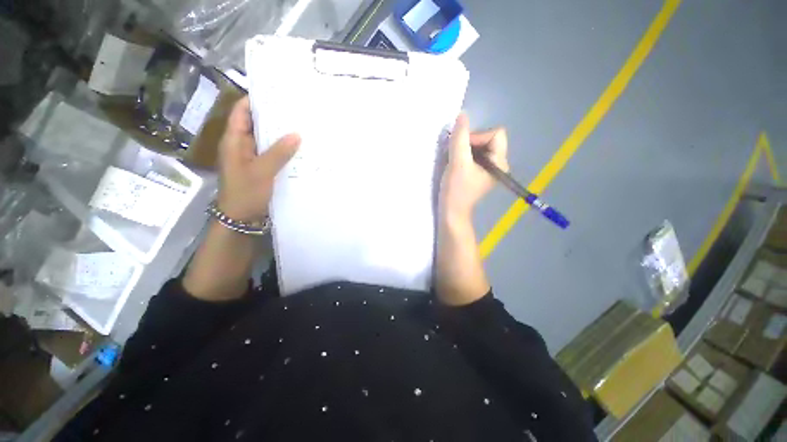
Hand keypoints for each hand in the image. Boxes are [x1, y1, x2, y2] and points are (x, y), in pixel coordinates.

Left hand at [217, 97, 300, 220]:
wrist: (242, 219)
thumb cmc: (246, 193)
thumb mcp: (262, 171)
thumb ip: (278, 153)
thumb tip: (296, 134)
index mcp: (235, 141)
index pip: (242, 112)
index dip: (255, 100)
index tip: (275, 93)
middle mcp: (243, 146)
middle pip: (257, 125)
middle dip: (274, 118)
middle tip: (296, 111)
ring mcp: (253, 159)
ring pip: (267, 142)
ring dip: (282, 136)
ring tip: (302, 128)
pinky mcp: (263, 169)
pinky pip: (274, 155)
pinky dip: (285, 152)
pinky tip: (300, 151)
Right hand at [439, 113, 508, 220]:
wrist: (451, 213)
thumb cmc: (456, 190)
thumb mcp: (457, 162)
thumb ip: (460, 138)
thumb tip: (462, 115)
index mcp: (499, 161)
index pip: (495, 134)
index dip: (477, 136)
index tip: (462, 149)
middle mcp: (497, 163)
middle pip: (487, 138)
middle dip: (469, 142)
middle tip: (456, 154)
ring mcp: (487, 168)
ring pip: (478, 146)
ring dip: (463, 148)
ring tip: (453, 160)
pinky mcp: (478, 172)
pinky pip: (472, 154)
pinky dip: (462, 155)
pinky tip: (454, 164)